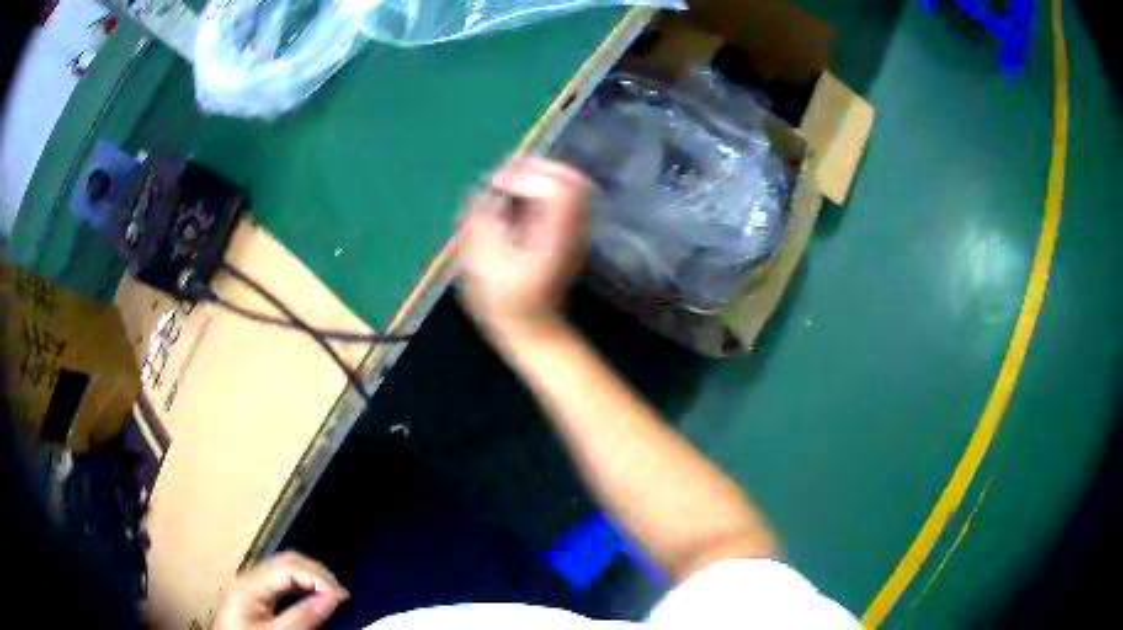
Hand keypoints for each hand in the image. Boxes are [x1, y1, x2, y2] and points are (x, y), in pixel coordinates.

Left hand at [214, 552, 347, 629]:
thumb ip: (302, 617)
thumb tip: (332, 597)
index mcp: (250, 583)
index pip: (288, 566)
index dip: (317, 576)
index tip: (342, 597)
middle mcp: (250, 577)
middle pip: (287, 561)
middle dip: (317, 574)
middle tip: (341, 596)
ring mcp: (252, 584)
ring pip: (286, 568)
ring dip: (312, 578)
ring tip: (333, 597)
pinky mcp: (256, 594)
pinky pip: (283, 580)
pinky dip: (303, 585)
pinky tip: (314, 597)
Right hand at [457, 157, 592, 342]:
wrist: (531, 330)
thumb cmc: (503, 302)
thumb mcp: (484, 264)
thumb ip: (484, 221)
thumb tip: (486, 191)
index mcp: (556, 235)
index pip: (556, 188)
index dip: (525, 176)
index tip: (496, 183)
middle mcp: (573, 229)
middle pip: (572, 179)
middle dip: (536, 168)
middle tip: (504, 173)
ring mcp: (575, 232)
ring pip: (570, 186)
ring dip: (539, 176)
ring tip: (508, 181)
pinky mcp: (568, 235)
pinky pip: (563, 199)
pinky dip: (541, 189)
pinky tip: (517, 197)